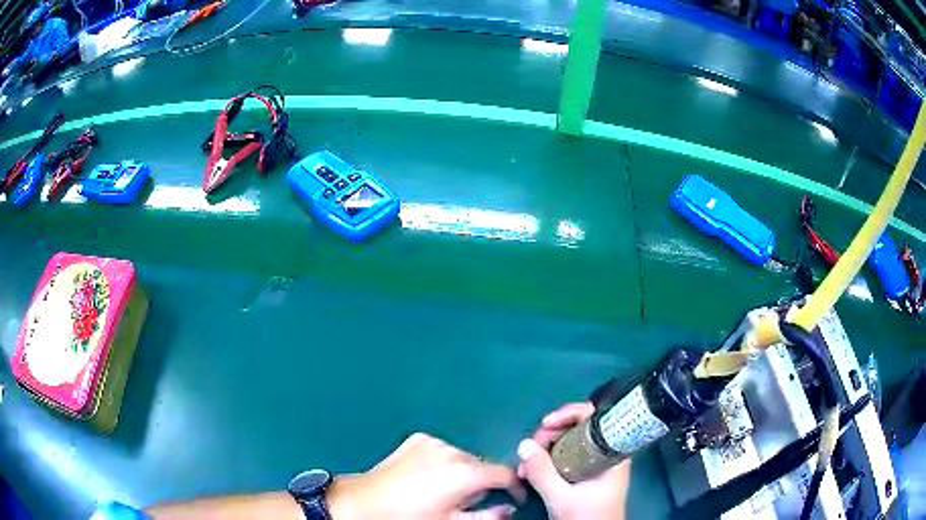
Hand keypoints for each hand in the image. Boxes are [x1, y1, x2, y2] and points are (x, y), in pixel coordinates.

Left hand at [327, 433, 524, 519]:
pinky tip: (428, 476)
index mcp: (465, 472)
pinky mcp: (417, 439)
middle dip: (482, 483)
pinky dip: (443, 462)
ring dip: (462, 472)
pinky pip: (442, 450)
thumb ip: (488, 516)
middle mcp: (453, 451)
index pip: (506, 473)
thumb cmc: (411, 517)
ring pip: (463, 457)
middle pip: (482, 465)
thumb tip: (509, 509)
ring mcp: (433, 441)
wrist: (365, 502)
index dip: (515, 487)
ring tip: (445, 490)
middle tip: (467, 502)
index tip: (514, 499)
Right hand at [517, 403, 630, 519]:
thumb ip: (543, 472)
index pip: (594, 417)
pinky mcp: (583, 473)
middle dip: (549, 435)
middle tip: (530, 449)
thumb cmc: (587, 517)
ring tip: (525, 466)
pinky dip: (545, 460)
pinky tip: (530, 472)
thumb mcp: (562, 498)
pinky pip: (563, 456)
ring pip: (567, 442)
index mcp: (611, 452)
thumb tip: (523, 443)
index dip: (569, 415)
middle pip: (576, 427)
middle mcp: (604, 452)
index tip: (546, 424)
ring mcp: (593, 463)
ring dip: (543, 449)